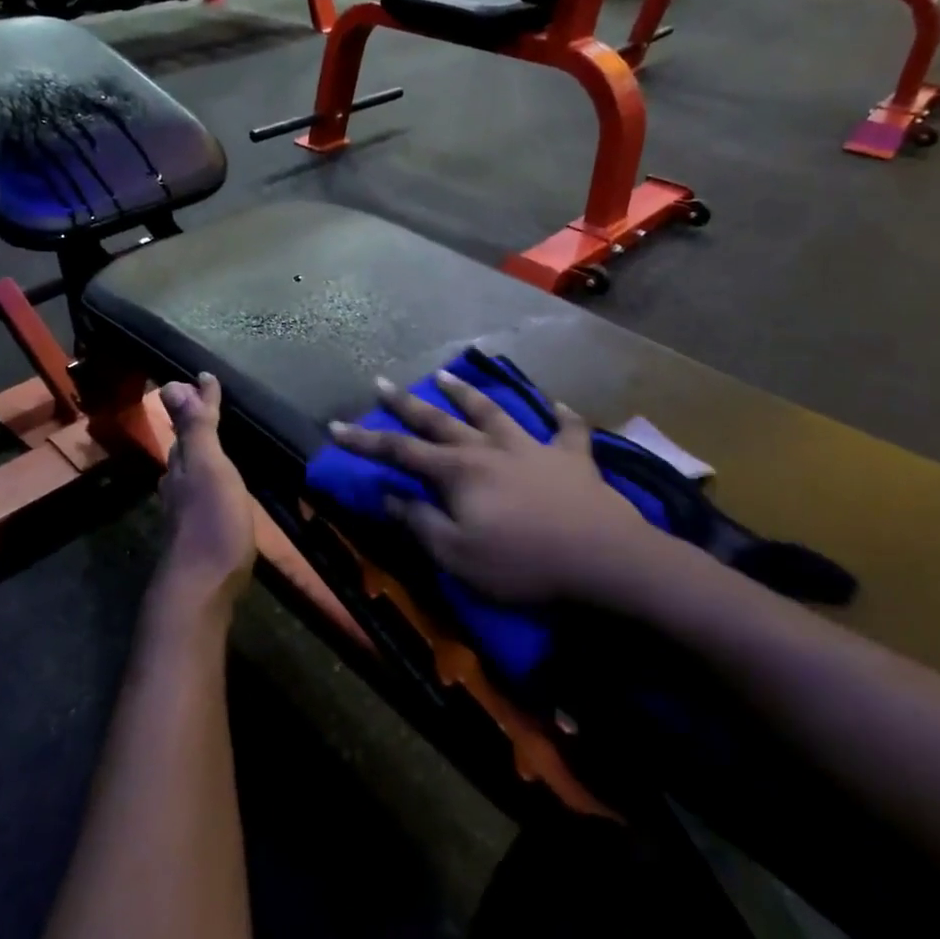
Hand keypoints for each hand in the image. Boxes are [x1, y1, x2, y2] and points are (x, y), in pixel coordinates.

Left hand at [153, 373, 255, 623]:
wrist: (202, 589)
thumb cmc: (212, 522)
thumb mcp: (209, 468)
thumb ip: (196, 429)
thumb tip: (175, 383)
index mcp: (183, 465)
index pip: (189, 424)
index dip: (199, 401)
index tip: (207, 377)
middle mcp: (179, 485)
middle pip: (185, 448)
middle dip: (195, 426)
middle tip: (210, 405)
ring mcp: (186, 512)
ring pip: (190, 472)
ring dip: (201, 453)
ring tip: (218, 443)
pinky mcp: (199, 535)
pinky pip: (202, 493)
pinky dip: (211, 479)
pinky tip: (221, 489)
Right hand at [328, 373, 659, 604]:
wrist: (603, 557)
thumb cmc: (522, 563)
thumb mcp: (457, 555)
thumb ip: (420, 523)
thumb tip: (388, 495)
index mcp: (458, 472)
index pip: (401, 452)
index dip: (366, 441)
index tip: (336, 426)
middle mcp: (490, 448)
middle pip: (440, 422)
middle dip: (407, 405)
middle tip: (382, 382)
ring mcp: (533, 447)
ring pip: (494, 412)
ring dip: (467, 394)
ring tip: (444, 375)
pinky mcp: (572, 457)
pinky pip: (567, 429)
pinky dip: (560, 415)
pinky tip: (556, 404)